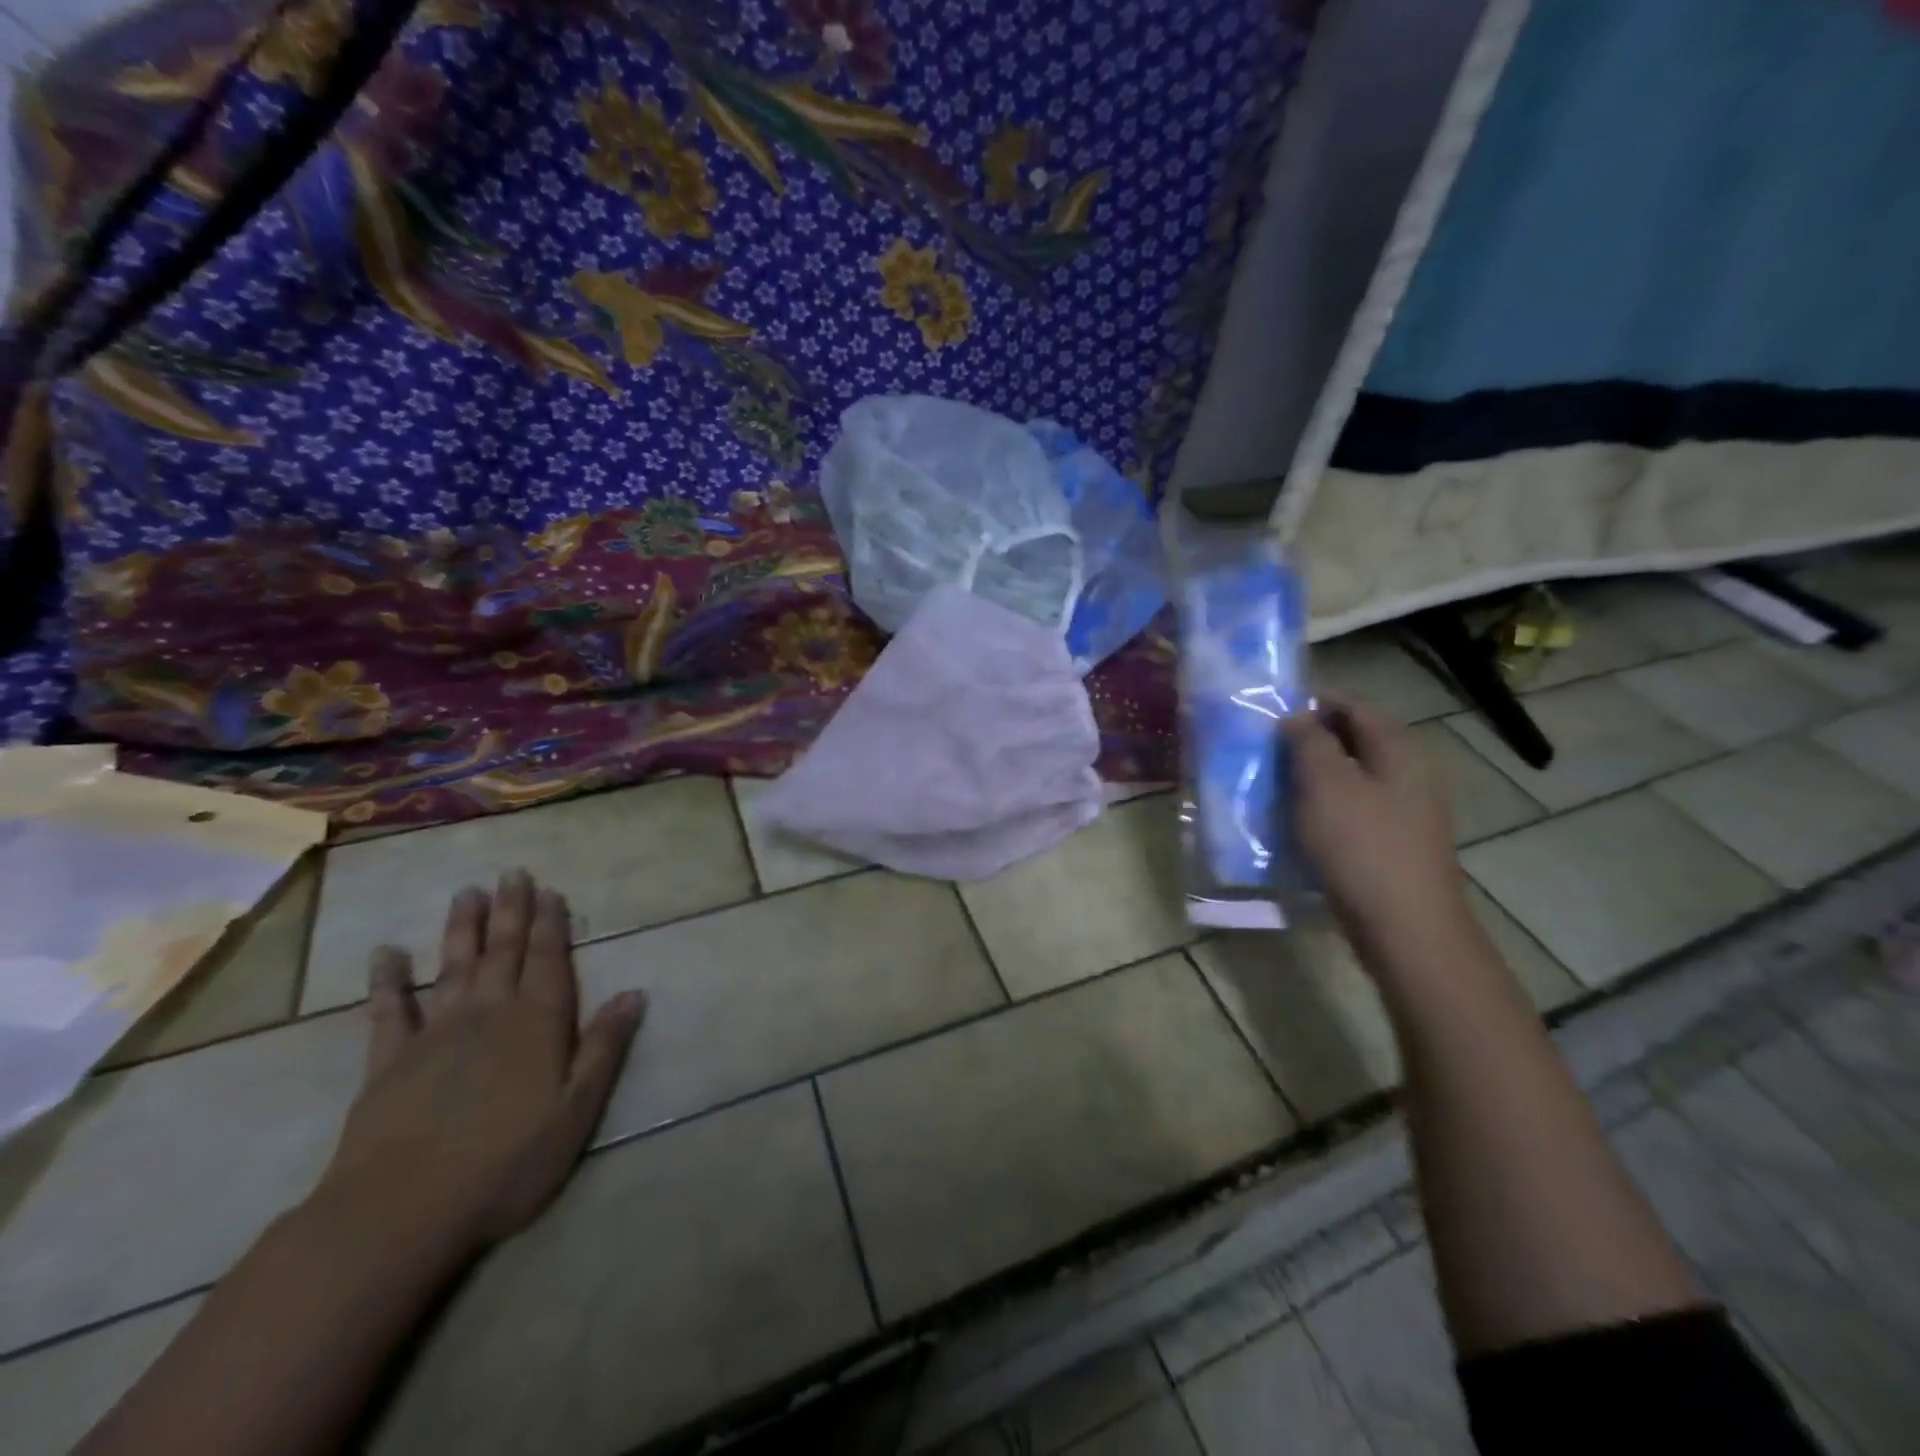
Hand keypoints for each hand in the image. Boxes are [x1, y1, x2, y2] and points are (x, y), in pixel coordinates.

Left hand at [312, 870, 646, 1257]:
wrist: (400, 1212)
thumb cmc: (506, 1163)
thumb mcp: (577, 1110)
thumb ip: (604, 1047)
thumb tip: (634, 993)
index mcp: (537, 1024)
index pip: (548, 961)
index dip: (550, 925)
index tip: (550, 891)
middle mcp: (488, 1014)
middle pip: (502, 952)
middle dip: (510, 911)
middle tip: (512, 873)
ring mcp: (435, 1035)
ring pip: (453, 967)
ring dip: (461, 929)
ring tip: (466, 892)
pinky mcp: (388, 1063)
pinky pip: (389, 1011)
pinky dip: (388, 981)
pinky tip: (386, 954)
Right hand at [1283, 694, 1479, 972]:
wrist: (1405, 928)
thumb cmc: (1362, 846)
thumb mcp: (1325, 784)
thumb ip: (1308, 741)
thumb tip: (1296, 716)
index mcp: (1397, 747)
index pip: (1350, 704)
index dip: (1308, 702)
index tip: (1265, 711)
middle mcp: (1407, 770)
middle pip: (1350, 740)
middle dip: (1304, 741)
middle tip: (1260, 750)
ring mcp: (1403, 808)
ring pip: (1347, 777)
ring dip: (1309, 777)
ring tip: (1268, 784)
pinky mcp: (1391, 840)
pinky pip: (1350, 809)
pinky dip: (1321, 807)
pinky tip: (1293, 821)